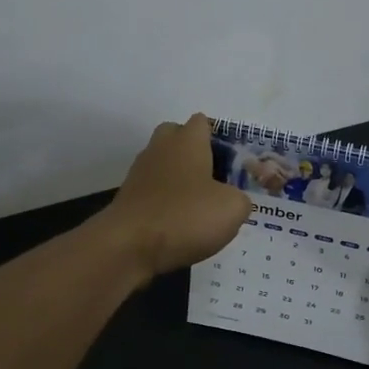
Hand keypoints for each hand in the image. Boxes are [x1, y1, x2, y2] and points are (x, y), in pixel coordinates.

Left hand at [99, 113, 252, 278]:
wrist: (128, 245)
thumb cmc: (185, 216)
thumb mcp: (232, 209)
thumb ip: (240, 198)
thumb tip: (232, 200)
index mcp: (187, 141)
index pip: (202, 122)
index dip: (219, 139)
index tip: (232, 163)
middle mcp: (160, 148)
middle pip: (176, 137)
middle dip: (193, 153)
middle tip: (213, 180)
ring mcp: (139, 172)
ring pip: (163, 165)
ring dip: (178, 180)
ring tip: (198, 208)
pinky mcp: (128, 198)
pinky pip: (152, 192)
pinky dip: (164, 203)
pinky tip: (178, 225)